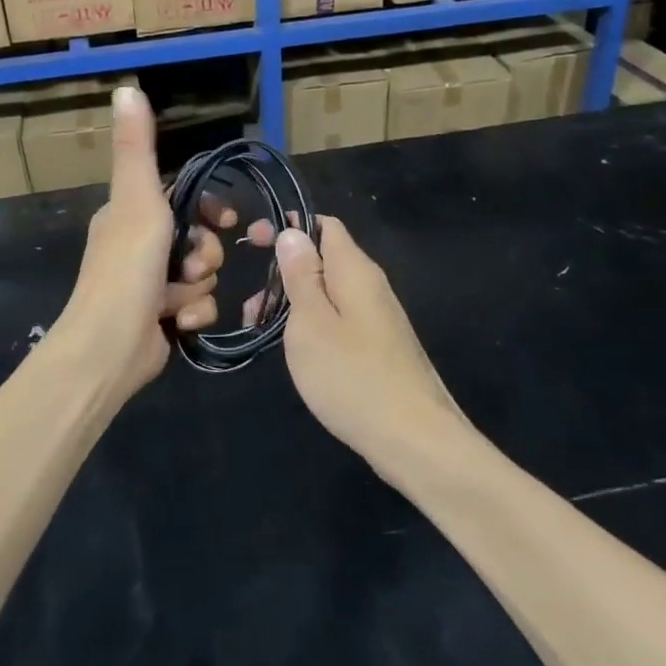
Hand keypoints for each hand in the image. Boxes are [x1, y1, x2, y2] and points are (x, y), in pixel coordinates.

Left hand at [47, 87, 244, 399]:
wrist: (109, 349)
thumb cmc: (126, 268)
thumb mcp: (137, 199)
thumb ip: (137, 147)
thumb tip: (127, 87)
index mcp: (130, 214)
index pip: (182, 197)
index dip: (209, 206)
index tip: (225, 217)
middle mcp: (138, 245)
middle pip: (197, 238)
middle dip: (204, 252)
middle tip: (192, 265)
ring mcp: (149, 284)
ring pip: (200, 274)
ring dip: (198, 286)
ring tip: (179, 297)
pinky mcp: (160, 318)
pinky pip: (196, 306)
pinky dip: (192, 313)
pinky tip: (180, 322)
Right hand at [273, 217, 467, 472]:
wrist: (415, 440)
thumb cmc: (353, 376)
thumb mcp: (311, 322)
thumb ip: (300, 275)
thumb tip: (293, 233)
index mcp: (355, 270)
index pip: (323, 225)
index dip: (287, 226)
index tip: (251, 239)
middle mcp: (370, 285)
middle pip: (323, 259)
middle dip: (283, 271)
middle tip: (250, 304)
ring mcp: (377, 318)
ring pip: (328, 292)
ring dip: (292, 301)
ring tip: (261, 329)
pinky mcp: (378, 346)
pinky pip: (338, 318)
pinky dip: (310, 323)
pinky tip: (294, 349)